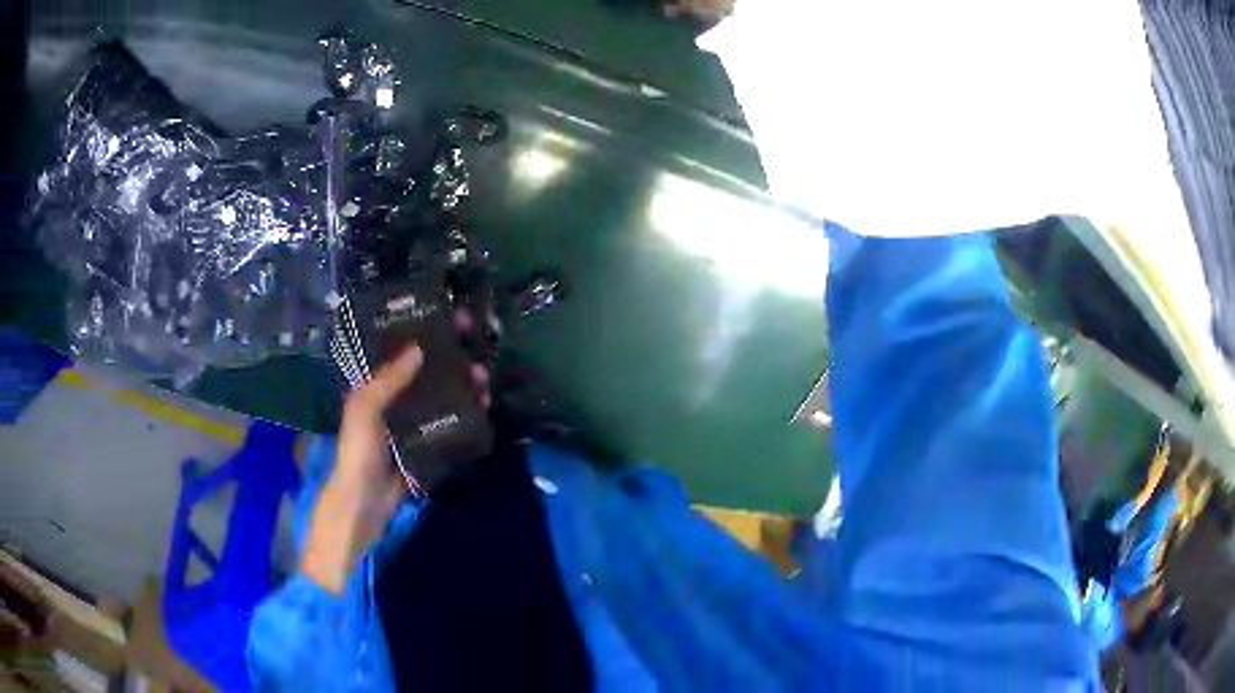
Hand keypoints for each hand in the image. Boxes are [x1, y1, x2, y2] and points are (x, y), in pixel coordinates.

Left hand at [300, 309, 496, 593]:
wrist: (365, 502)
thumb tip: (418, 348)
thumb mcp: (365, 409)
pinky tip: (483, 407)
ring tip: (485, 381)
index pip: (403, 350)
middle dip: (455, 359)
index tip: (452, 319)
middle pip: (430, 371)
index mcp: (377, 386)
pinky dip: (467, 413)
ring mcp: (414, 422)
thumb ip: (387, 380)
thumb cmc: (359, 451)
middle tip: (478, 351)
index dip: (426, 332)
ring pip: (444, 395)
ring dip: (465, 385)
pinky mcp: (429, 444)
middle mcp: (397, 399)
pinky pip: (450, 423)